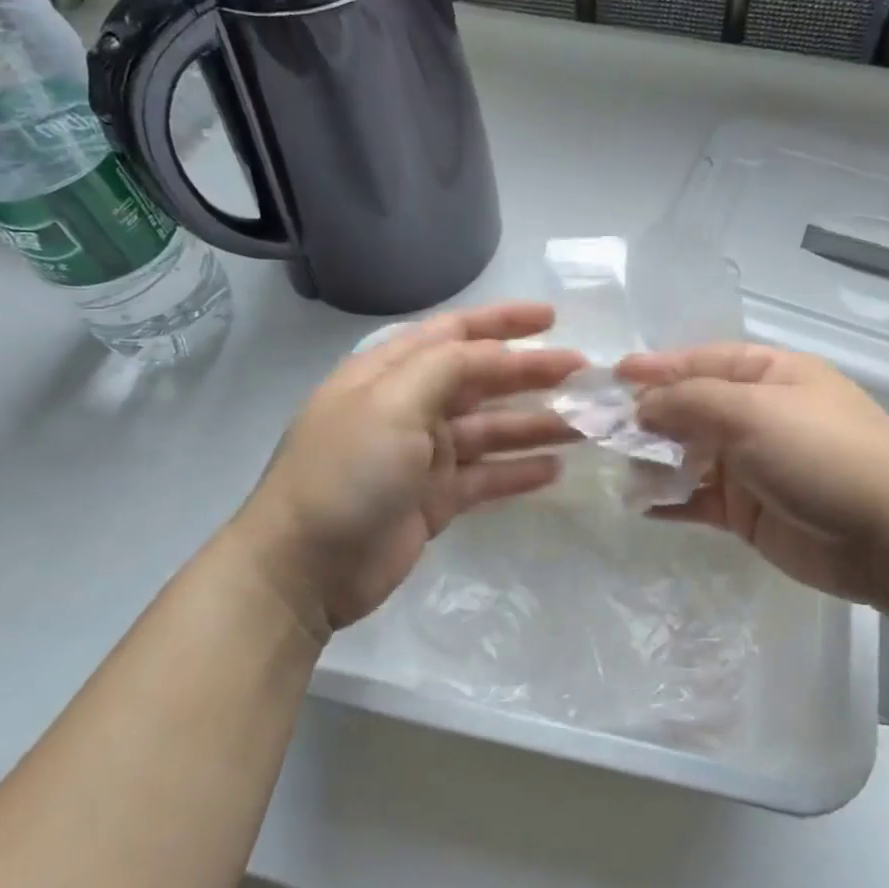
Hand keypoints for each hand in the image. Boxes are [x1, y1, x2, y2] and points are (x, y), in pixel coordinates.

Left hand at [231, 302, 582, 639]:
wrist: (303, 568)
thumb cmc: (346, 471)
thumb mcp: (393, 403)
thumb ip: (448, 368)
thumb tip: (498, 353)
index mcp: (391, 373)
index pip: (454, 334)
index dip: (503, 322)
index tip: (552, 319)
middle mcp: (409, 407)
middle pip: (481, 380)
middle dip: (531, 374)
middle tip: (585, 374)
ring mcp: (423, 456)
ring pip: (491, 430)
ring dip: (535, 423)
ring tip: (585, 424)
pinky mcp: (435, 500)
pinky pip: (486, 476)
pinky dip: (518, 471)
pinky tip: (555, 469)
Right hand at [617, 344, 888, 609]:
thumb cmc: (821, 453)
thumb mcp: (752, 412)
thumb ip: (689, 403)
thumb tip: (640, 407)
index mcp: (769, 375)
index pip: (701, 362)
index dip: (656, 367)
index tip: (610, 376)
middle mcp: (758, 415)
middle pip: (689, 408)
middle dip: (646, 416)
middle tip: (597, 427)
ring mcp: (752, 465)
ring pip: (688, 455)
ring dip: (652, 459)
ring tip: (613, 467)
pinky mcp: (748, 511)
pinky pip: (698, 499)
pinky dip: (670, 500)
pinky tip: (637, 504)